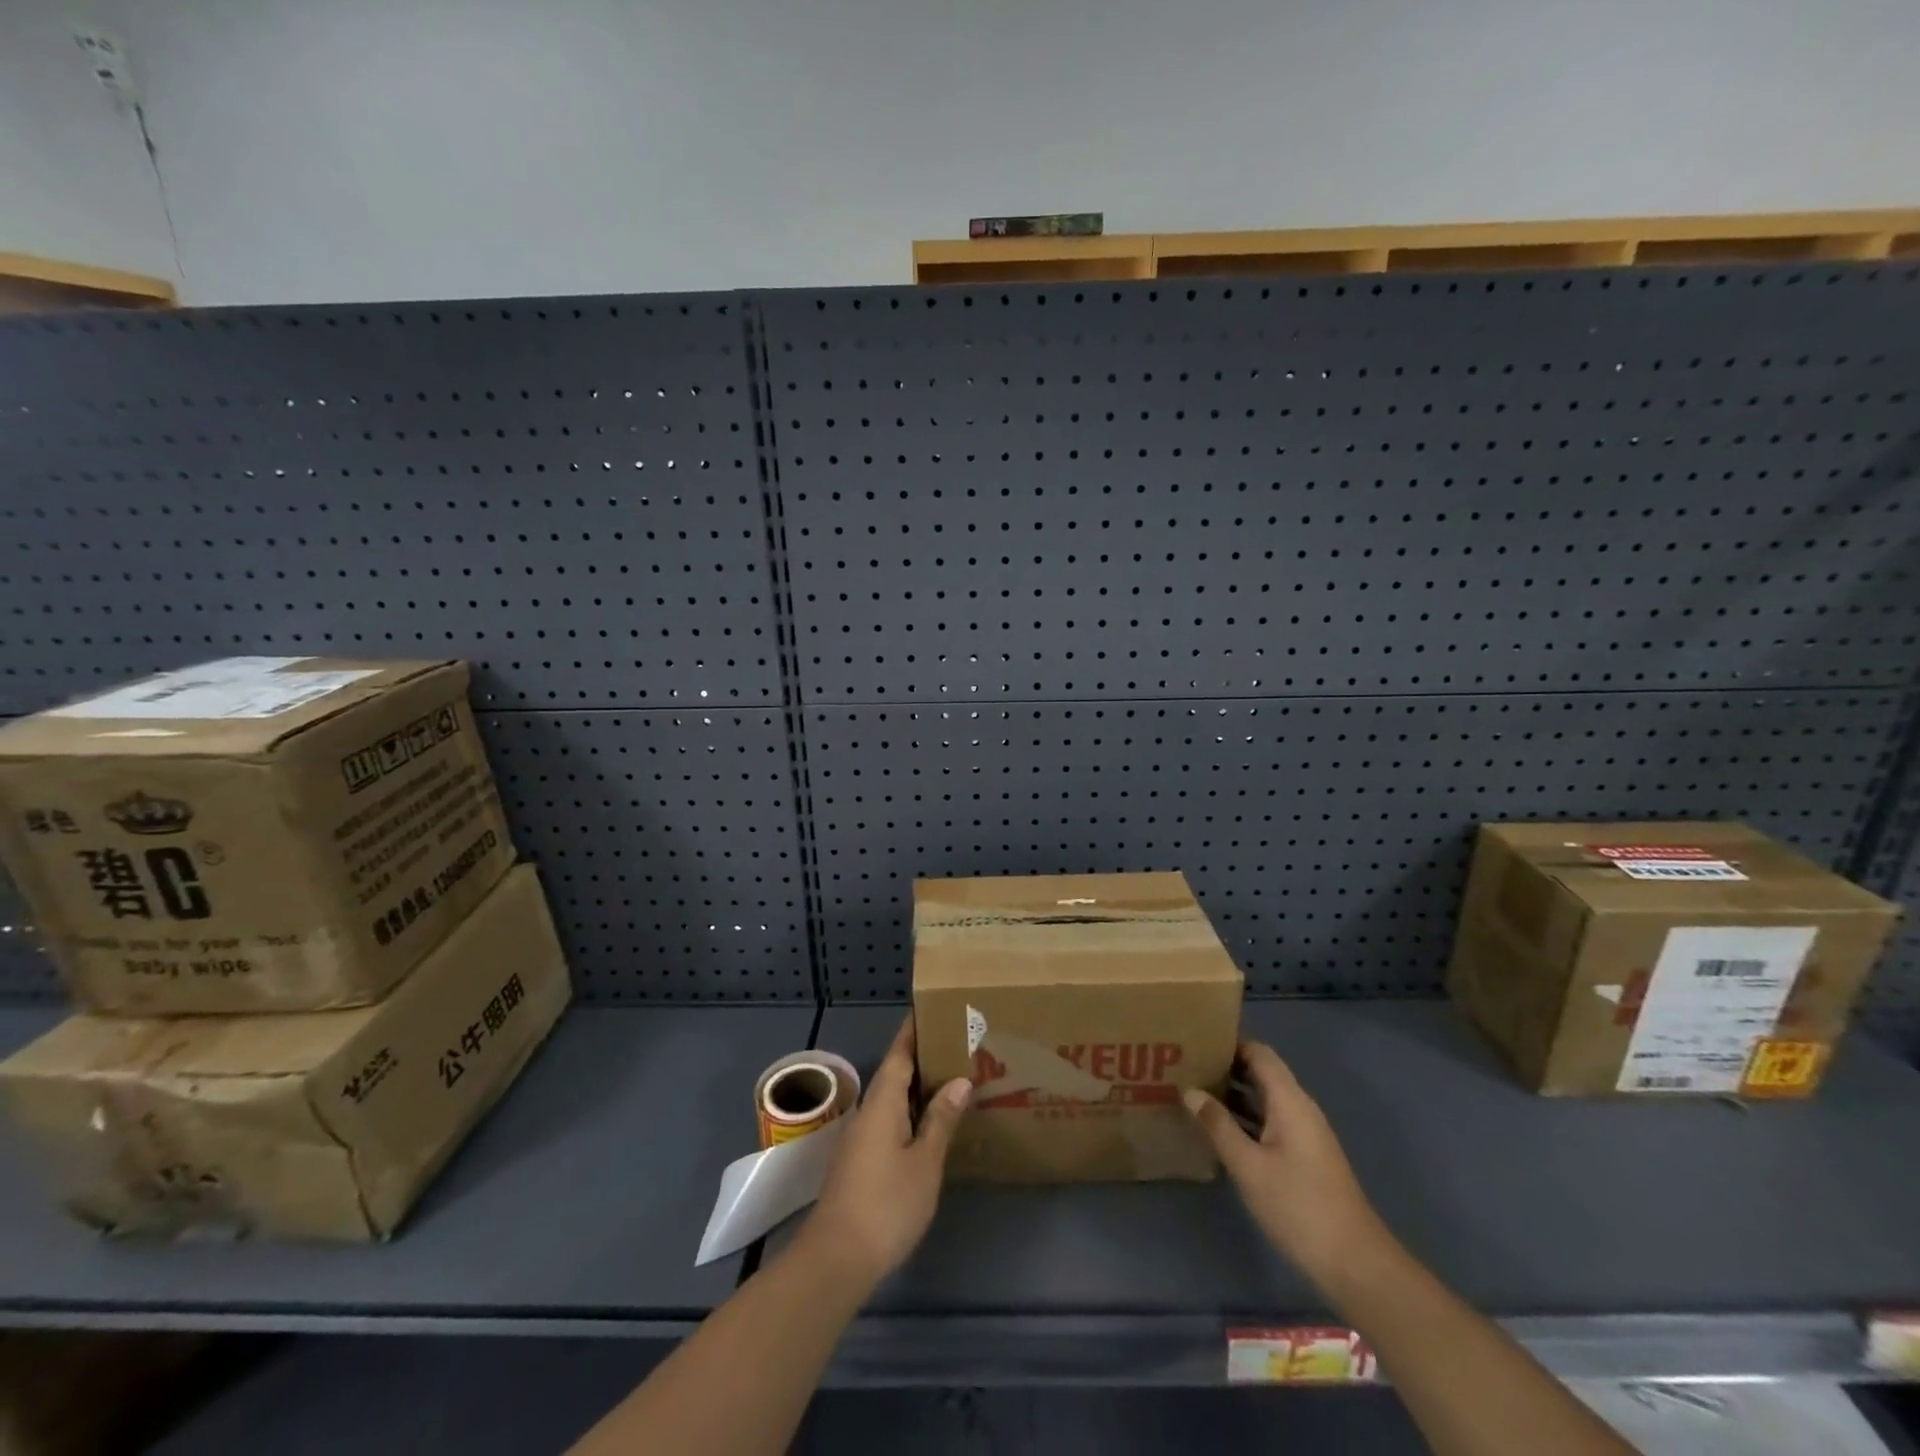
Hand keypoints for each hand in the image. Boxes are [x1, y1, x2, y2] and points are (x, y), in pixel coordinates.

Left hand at [801, 1014, 972, 1287]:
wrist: (836, 1259)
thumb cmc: (886, 1204)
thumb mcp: (924, 1162)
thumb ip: (940, 1119)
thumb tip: (959, 1079)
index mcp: (882, 1101)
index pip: (899, 1052)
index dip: (914, 1030)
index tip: (933, 1008)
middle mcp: (868, 1111)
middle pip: (895, 1072)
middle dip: (923, 1056)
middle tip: (957, 1043)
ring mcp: (861, 1137)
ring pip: (892, 1098)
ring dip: (918, 1086)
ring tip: (952, 1077)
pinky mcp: (860, 1160)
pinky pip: (889, 1120)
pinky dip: (910, 1111)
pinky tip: (930, 1123)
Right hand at [1183, 1040, 1392, 1285]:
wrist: (1355, 1264)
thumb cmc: (1299, 1206)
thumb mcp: (1249, 1166)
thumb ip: (1218, 1125)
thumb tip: (1190, 1090)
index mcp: (1290, 1100)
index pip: (1259, 1052)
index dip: (1229, 1042)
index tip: (1194, 1041)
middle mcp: (1299, 1109)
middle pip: (1261, 1073)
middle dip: (1226, 1067)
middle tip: (1185, 1067)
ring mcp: (1304, 1134)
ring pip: (1264, 1099)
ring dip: (1233, 1095)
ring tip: (1194, 1093)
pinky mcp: (1304, 1157)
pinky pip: (1269, 1122)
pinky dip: (1245, 1118)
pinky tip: (1219, 1131)